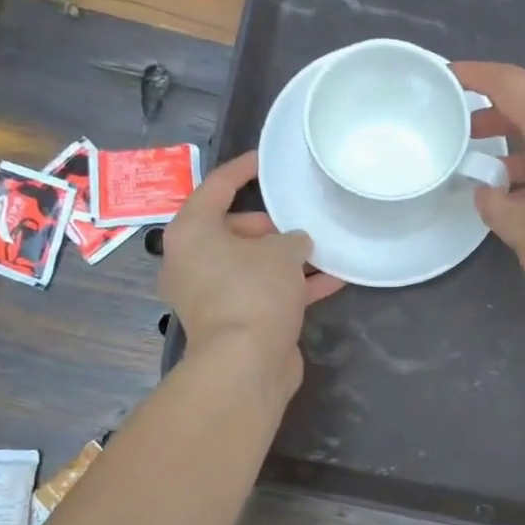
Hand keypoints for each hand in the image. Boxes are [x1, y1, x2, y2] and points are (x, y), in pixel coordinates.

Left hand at [160, 151, 341, 395]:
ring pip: (251, 264)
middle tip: (301, 220)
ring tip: (322, 248)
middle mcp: (193, 261)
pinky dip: (291, 286)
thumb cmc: (254, 292)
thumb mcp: (281, 252)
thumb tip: (296, 244)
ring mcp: (211, 294)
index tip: (265, 159)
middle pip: (233, 229)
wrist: (245, 364)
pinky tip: (332, 281)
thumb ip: (292, 239)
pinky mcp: (233, 321)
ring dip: (285, 259)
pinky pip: (263, 292)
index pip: (216, 187)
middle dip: (271, 226)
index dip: (243, 170)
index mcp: (192, 232)